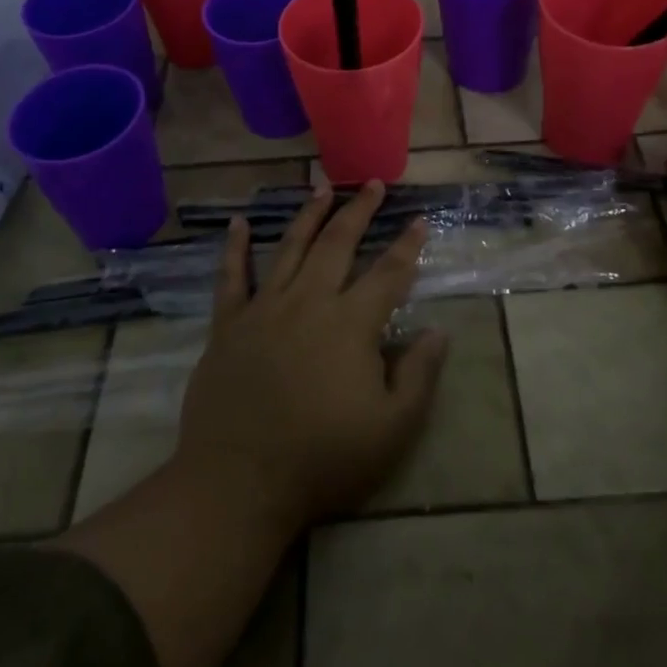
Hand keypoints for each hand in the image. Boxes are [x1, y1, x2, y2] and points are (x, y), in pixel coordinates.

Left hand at [176, 181, 449, 531]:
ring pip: (291, 247)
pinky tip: (237, 222)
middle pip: (338, 244)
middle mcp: (309, 301)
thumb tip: (438, 330)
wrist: (239, 482)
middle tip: (372, 183)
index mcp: (351, 323)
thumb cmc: (323, 459)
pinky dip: (235, 248)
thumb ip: (419, 375)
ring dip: (309, 215)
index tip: (418, 219)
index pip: (388, 273)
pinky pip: (232, 277)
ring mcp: (265, 308)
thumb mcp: (391, 429)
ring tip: (322, 188)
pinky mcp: (229, 324)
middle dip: (359, 210)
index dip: (407, 245)